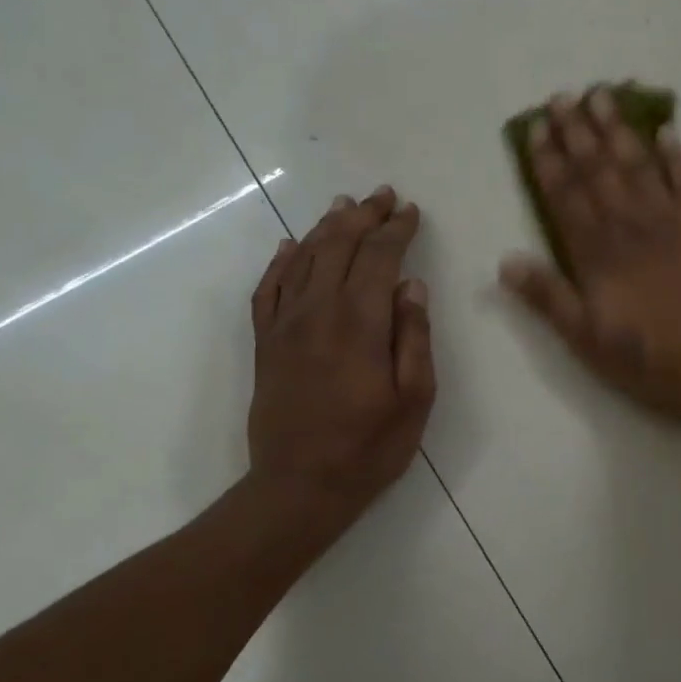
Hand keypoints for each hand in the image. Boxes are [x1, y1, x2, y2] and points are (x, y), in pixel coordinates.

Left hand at [247, 186, 434, 540]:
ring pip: (303, 259)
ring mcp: (285, 326)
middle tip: (382, 195)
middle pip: (339, 247)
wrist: (299, 486)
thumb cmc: (369, 447)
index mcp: (359, 324)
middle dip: (363, 216)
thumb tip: (411, 285)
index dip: (395, 230)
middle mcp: (317, 312)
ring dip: (326, 228)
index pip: (378, 258)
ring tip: (344, 206)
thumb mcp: (415, 398)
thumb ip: (413, 337)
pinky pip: (268, 288)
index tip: (410, 210)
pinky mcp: (266, 343)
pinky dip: (281, 261)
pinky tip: (290, 245)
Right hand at [499, 89, 680, 416]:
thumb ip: (548, 297)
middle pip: (598, 169)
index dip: (548, 161)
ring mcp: (672, 220)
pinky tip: (666, 131)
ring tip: (602, 96)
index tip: (536, 128)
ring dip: (618, 129)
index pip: (565, 196)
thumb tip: (505, 262)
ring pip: (638, 164)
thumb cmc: (650, 358)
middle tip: (563, 96)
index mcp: (597, 253)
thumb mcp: (587, 340)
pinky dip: (676, 154)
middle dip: (577, 132)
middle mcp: (630, 225)